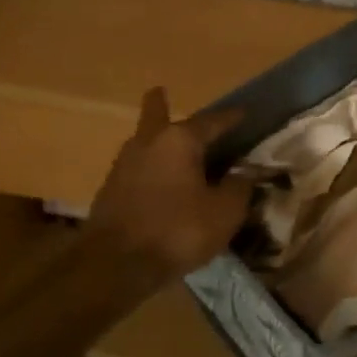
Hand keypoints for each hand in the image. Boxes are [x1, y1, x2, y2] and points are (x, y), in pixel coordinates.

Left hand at [86, 87, 250, 279]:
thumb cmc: (177, 231)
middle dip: (160, 102)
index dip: (230, 118)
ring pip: (143, 141)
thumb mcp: (224, 213)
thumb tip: (245, 173)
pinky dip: (150, 167)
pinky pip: (136, 168)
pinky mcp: (111, 190)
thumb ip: (239, 188)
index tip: (243, 114)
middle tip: (162, 92)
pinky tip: (158, 181)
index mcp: (180, 140)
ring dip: (156, 139)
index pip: (211, 121)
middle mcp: (148, 142)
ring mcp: (124, 165)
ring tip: (170, 145)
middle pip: (154, 113)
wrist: (115, 264)